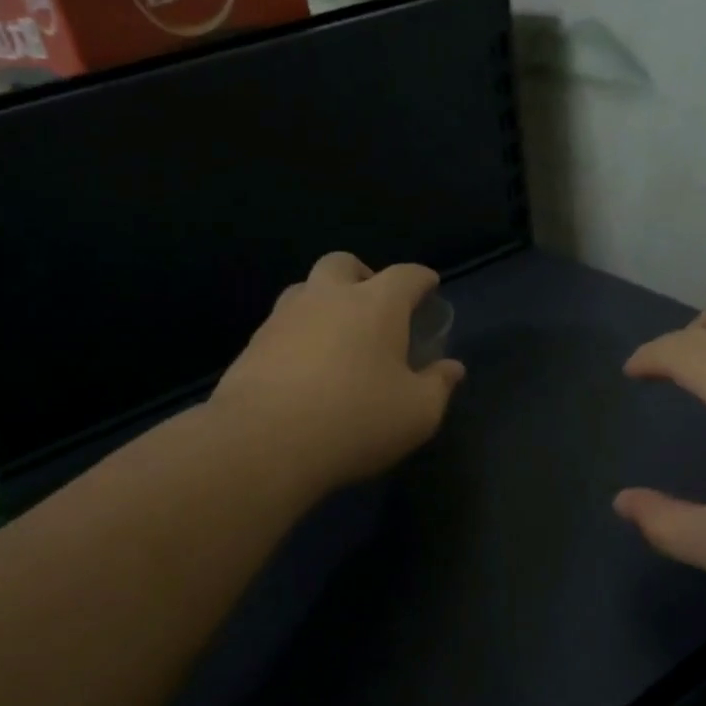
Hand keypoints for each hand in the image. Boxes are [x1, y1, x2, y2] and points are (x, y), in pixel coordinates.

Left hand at [210, 253, 465, 494]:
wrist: (264, 442)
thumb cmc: (355, 421)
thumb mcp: (416, 414)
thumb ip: (438, 386)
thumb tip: (452, 368)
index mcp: (376, 305)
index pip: (406, 276)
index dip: (421, 279)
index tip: (429, 286)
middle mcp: (327, 297)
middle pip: (344, 264)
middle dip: (363, 275)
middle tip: (375, 305)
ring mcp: (284, 317)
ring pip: (306, 289)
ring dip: (325, 300)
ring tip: (337, 334)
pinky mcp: (253, 344)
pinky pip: (283, 324)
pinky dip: (299, 333)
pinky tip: (304, 365)